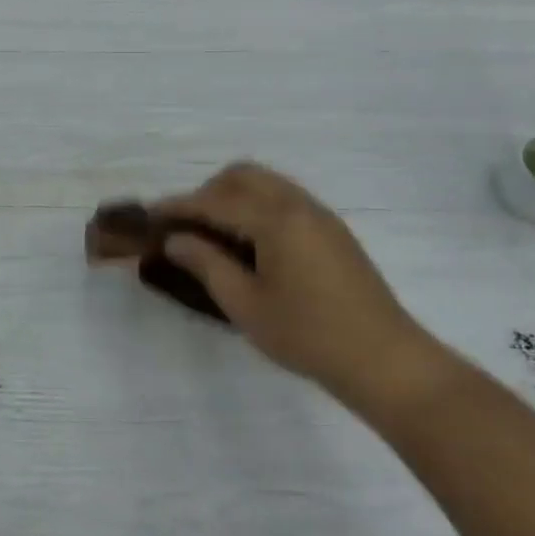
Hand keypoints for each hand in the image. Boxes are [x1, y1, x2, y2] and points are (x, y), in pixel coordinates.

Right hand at [151, 163, 457, 419]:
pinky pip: (284, 199)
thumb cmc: (308, 335)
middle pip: (242, 175)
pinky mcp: (332, 231)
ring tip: (214, 236)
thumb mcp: (245, 304)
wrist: (385, 360)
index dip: (178, 206)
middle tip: (186, 227)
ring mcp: (319, 215)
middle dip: (207, 192)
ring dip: (233, 197)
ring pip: (266, 184)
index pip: (215, 200)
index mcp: (275, 219)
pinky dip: (256, 207)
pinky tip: (249, 244)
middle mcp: (298, 204)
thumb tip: (175, 239)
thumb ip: (206, 263)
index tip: (149, 216)